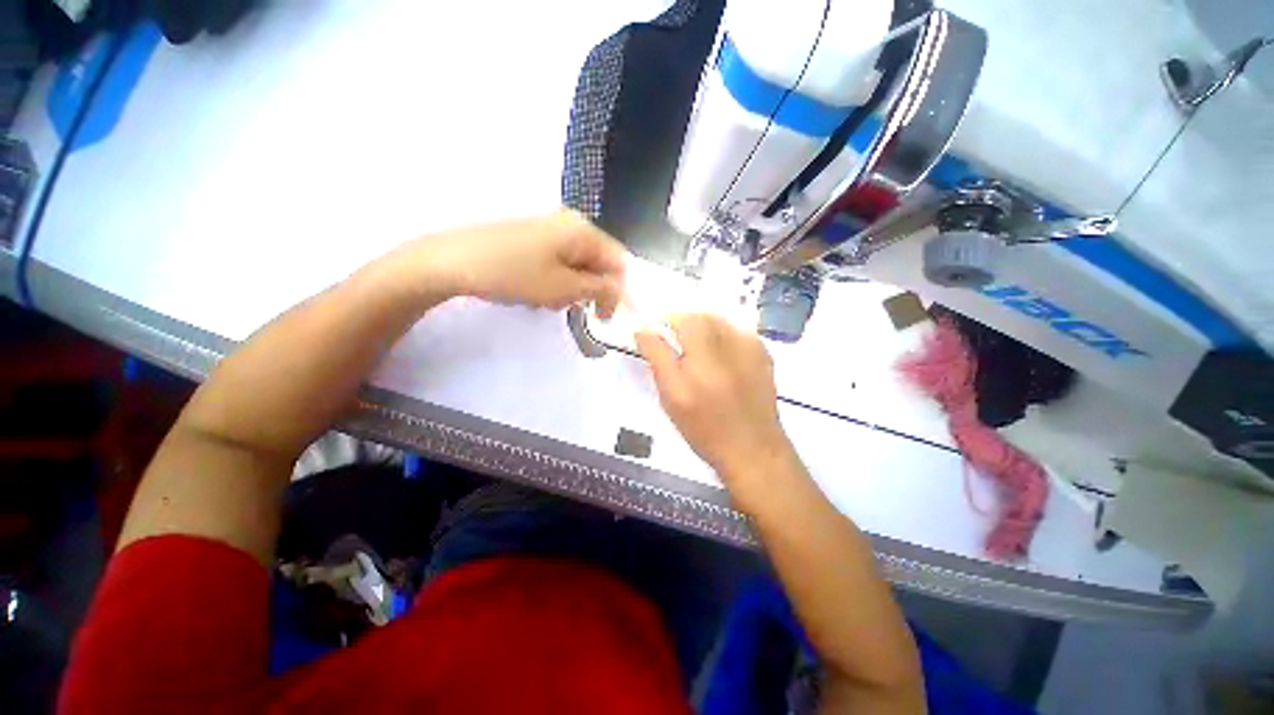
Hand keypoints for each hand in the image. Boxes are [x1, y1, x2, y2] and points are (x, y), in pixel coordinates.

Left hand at [422, 209, 625, 315]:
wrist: (452, 260)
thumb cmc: (514, 274)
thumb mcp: (563, 288)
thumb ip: (599, 289)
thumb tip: (619, 290)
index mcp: (582, 230)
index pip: (617, 261)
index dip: (617, 291)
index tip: (604, 316)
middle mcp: (569, 223)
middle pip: (597, 261)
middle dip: (591, 289)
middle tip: (574, 310)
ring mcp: (548, 228)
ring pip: (577, 264)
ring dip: (572, 288)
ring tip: (549, 302)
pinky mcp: (531, 237)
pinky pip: (557, 261)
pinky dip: (555, 280)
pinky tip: (536, 292)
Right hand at [636, 314, 796, 491]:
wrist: (752, 450)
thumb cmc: (704, 429)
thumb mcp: (672, 398)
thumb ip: (657, 359)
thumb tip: (643, 331)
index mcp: (702, 356)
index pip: (676, 321)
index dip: (661, 322)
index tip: (651, 333)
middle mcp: (729, 345)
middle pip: (700, 315)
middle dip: (681, 321)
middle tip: (670, 338)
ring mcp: (751, 347)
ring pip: (719, 319)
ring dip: (701, 325)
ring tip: (693, 345)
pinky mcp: (763, 354)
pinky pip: (737, 329)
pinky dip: (722, 333)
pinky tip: (718, 352)